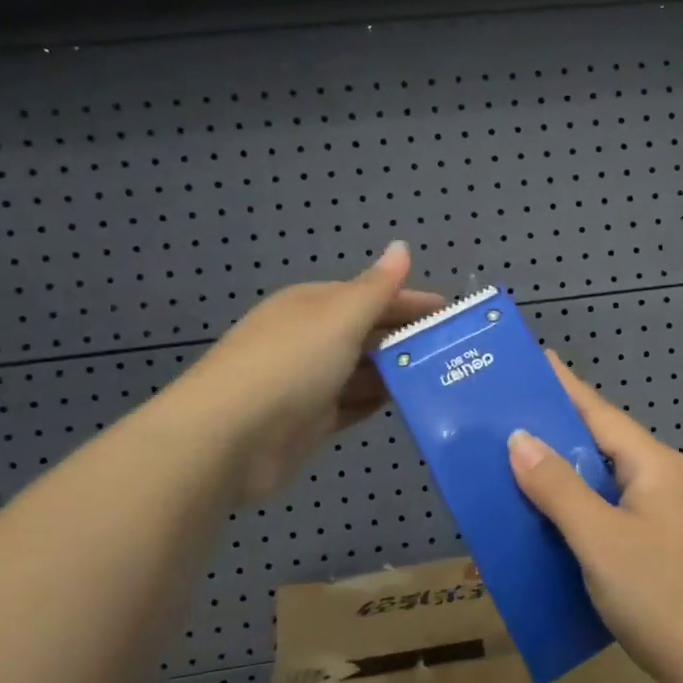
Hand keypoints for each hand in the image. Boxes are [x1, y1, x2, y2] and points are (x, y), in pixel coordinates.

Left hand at [178, 242, 441, 504]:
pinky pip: (353, 404)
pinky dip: (378, 401)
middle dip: (407, 338)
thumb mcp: (340, 317)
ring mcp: (309, 381)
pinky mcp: (310, 421)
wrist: (228, 437)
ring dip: (396, 372)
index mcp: (313, 305)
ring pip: (363, 371)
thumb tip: (401, 246)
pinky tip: (408, 404)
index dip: (410, 301)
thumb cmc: (290, 364)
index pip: (371, 295)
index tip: (450, 313)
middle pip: (368, 333)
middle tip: (455, 349)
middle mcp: (310, 338)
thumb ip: (377, 287)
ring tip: (442, 377)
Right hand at [506, 356, 682, 682]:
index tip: (534, 358)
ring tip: (515, 467)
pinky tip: (549, 523)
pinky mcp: (660, 547)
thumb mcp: (600, 538)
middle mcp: (662, 480)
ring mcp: (665, 515)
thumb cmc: (661, 594)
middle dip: (555, 431)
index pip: (598, 412)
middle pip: (600, 444)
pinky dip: (577, 512)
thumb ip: (558, 488)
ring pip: (603, 483)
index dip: (563, 385)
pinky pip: (609, 514)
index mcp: (653, 465)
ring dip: (563, 476)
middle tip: (506, 419)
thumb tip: (520, 438)